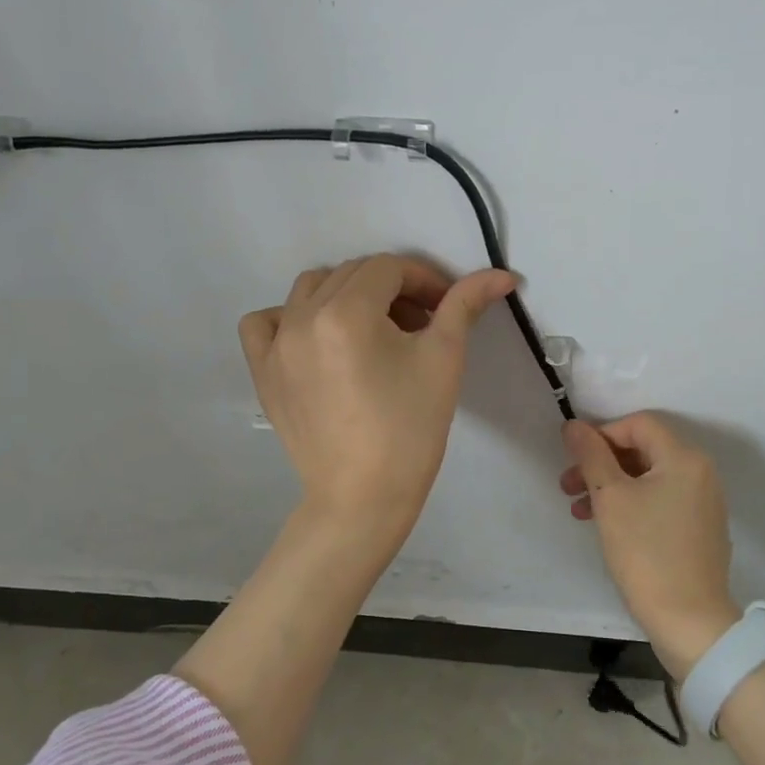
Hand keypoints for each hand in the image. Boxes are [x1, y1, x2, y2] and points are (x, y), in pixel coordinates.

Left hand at [239, 253, 516, 538]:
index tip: (443, 308)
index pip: (389, 268)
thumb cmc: (410, 429)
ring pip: (311, 289)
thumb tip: (502, 275)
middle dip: (391, 289)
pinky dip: (289, 317)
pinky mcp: (262, 371)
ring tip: (373, 332)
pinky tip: (315, 339)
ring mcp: (276, 344)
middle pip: (352, 273)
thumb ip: (465, 305)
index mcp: (348, 312)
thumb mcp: (444, 359)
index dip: (423, 280)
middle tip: (418, 325)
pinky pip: (264, 322)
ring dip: (346, 295)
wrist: (363, 497)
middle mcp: (303, 317)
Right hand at [559, 412, 740, 676]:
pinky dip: (632, 504)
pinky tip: (607, 526)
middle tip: (567, 486)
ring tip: (579, 511)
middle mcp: (701, 473)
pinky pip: (661, 501)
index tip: (574, 459)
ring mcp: (703, 502)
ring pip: (648, 478)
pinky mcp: (700, 529)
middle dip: (601, 464)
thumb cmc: (646, 552)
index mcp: (684, 458)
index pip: (638, 424)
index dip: (602, 434)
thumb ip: (591, 456)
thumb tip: (574, 425)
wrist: (689, 621)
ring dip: (611, 487)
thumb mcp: (610, 498)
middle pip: (643, 450)